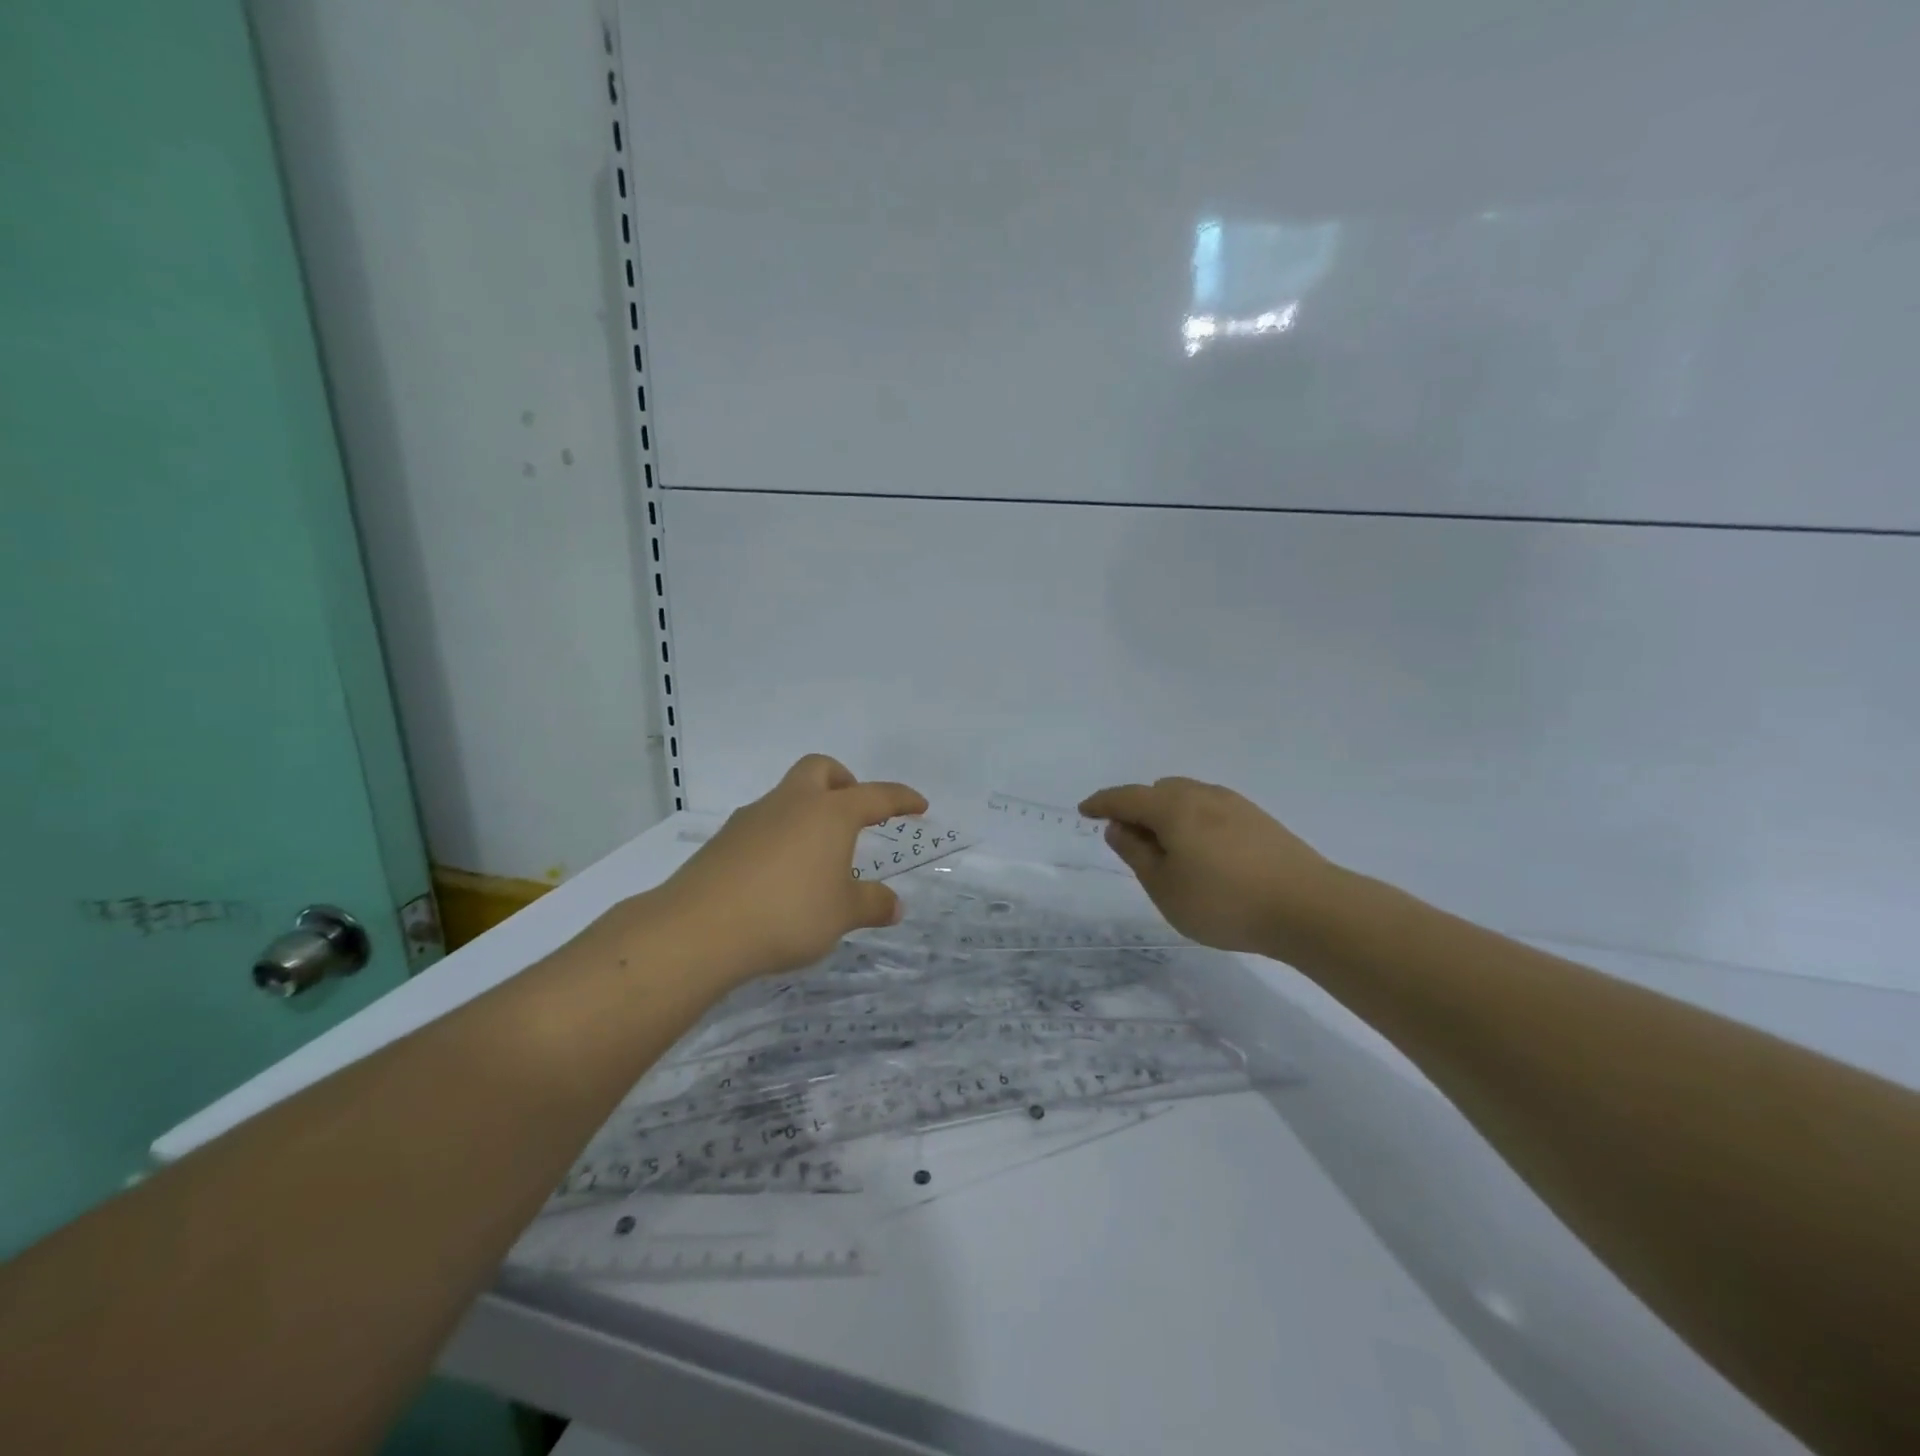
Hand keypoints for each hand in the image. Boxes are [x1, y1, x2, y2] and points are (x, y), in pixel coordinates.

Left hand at [655, 754, 927, 981]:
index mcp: (830, 813)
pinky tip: (779, 875)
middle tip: (854, 813)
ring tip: (816, 857)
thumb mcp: (842, 915)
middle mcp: (792, 803)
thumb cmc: (788, 913)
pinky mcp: (724, 840)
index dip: (901, 799)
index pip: (876, 795)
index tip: (919, 805)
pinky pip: (762, 825)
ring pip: (787, 796)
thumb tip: (894, 905)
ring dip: (807, 812)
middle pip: (821, 769)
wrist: (700, 929)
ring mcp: (753, 818)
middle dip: (843, 782)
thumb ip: (871, 905)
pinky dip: (780, 837)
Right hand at [1079, 777, 1334, 954]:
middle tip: (1130, 842)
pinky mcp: (1259, 820)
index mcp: (1173, 808)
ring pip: (1187, 797)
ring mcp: (1235, 804)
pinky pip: (1211, 809)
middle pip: (1158, 791)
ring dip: (1167, 814)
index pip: (1126, 797)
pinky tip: (1204, 852)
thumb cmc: (1224, 902)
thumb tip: (1118, 827)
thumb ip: (1136, 854)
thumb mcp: (1165, 887)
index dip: (1102, 803)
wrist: (1309, 908)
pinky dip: (1194, 821)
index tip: (1085, 810)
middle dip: (1137, 809)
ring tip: (1168, 850)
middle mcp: (1202, 795)